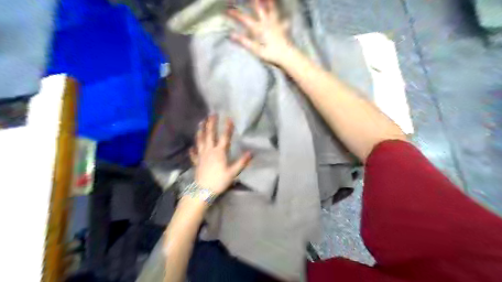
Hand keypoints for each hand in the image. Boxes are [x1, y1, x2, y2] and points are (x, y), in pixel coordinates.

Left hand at [190, 115, 252, 196]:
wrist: (203, 191)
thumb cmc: (219, 181)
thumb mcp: (233, 172)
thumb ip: (242, 162)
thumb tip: (251, 153)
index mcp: (219, 152)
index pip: (224, 137)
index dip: (227, 127)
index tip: (229, 118)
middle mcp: (209, 151)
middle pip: (210, 135)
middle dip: (211, 124)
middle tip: (211, 114)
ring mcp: (201, 155)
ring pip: (200, 141)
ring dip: (200, 131)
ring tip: (200, 123)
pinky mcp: (197, 162)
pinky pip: (194, 154)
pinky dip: (193, 150)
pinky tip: (192, 148)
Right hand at [227, 0, 294, 65]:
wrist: (287, 55)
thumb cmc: (271, 54)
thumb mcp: (256, 50)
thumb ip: (244, 41)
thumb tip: (231, 35)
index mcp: (259, 29)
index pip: (245, 19)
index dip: (236, 14)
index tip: (228, 10)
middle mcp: (267, 23)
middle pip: (259, 9)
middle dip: (254, 2)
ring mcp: (276, 25)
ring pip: (272, 10)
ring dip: (269, 3)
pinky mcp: (283, 29)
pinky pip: (283, 19)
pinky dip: (283, 17)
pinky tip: (285, 17)